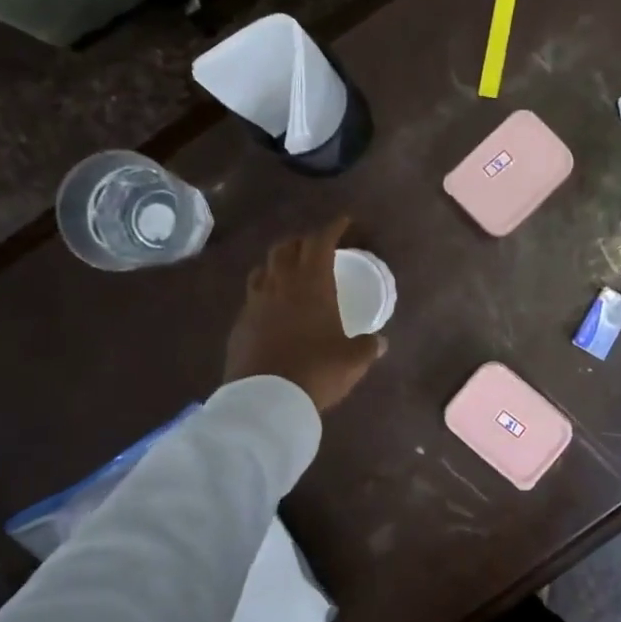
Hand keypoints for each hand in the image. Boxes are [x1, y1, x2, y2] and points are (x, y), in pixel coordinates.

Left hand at [223, 216, 385, 411]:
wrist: (266, 400)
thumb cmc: (317, 371)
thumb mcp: (353, 360)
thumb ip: (368, 346)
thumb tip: (380, 342)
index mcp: (312, 285)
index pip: (320, 243)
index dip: (332, 228)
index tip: (344, 221)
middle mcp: (281, 285)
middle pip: (286, 248)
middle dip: (303, 241)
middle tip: (317, 247)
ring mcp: (256, 303)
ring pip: (263, 268)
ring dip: (278, 263)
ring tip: (290, 271)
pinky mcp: (240, 324)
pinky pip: (252, 296)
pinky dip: (265, 291)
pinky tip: (272, 307)